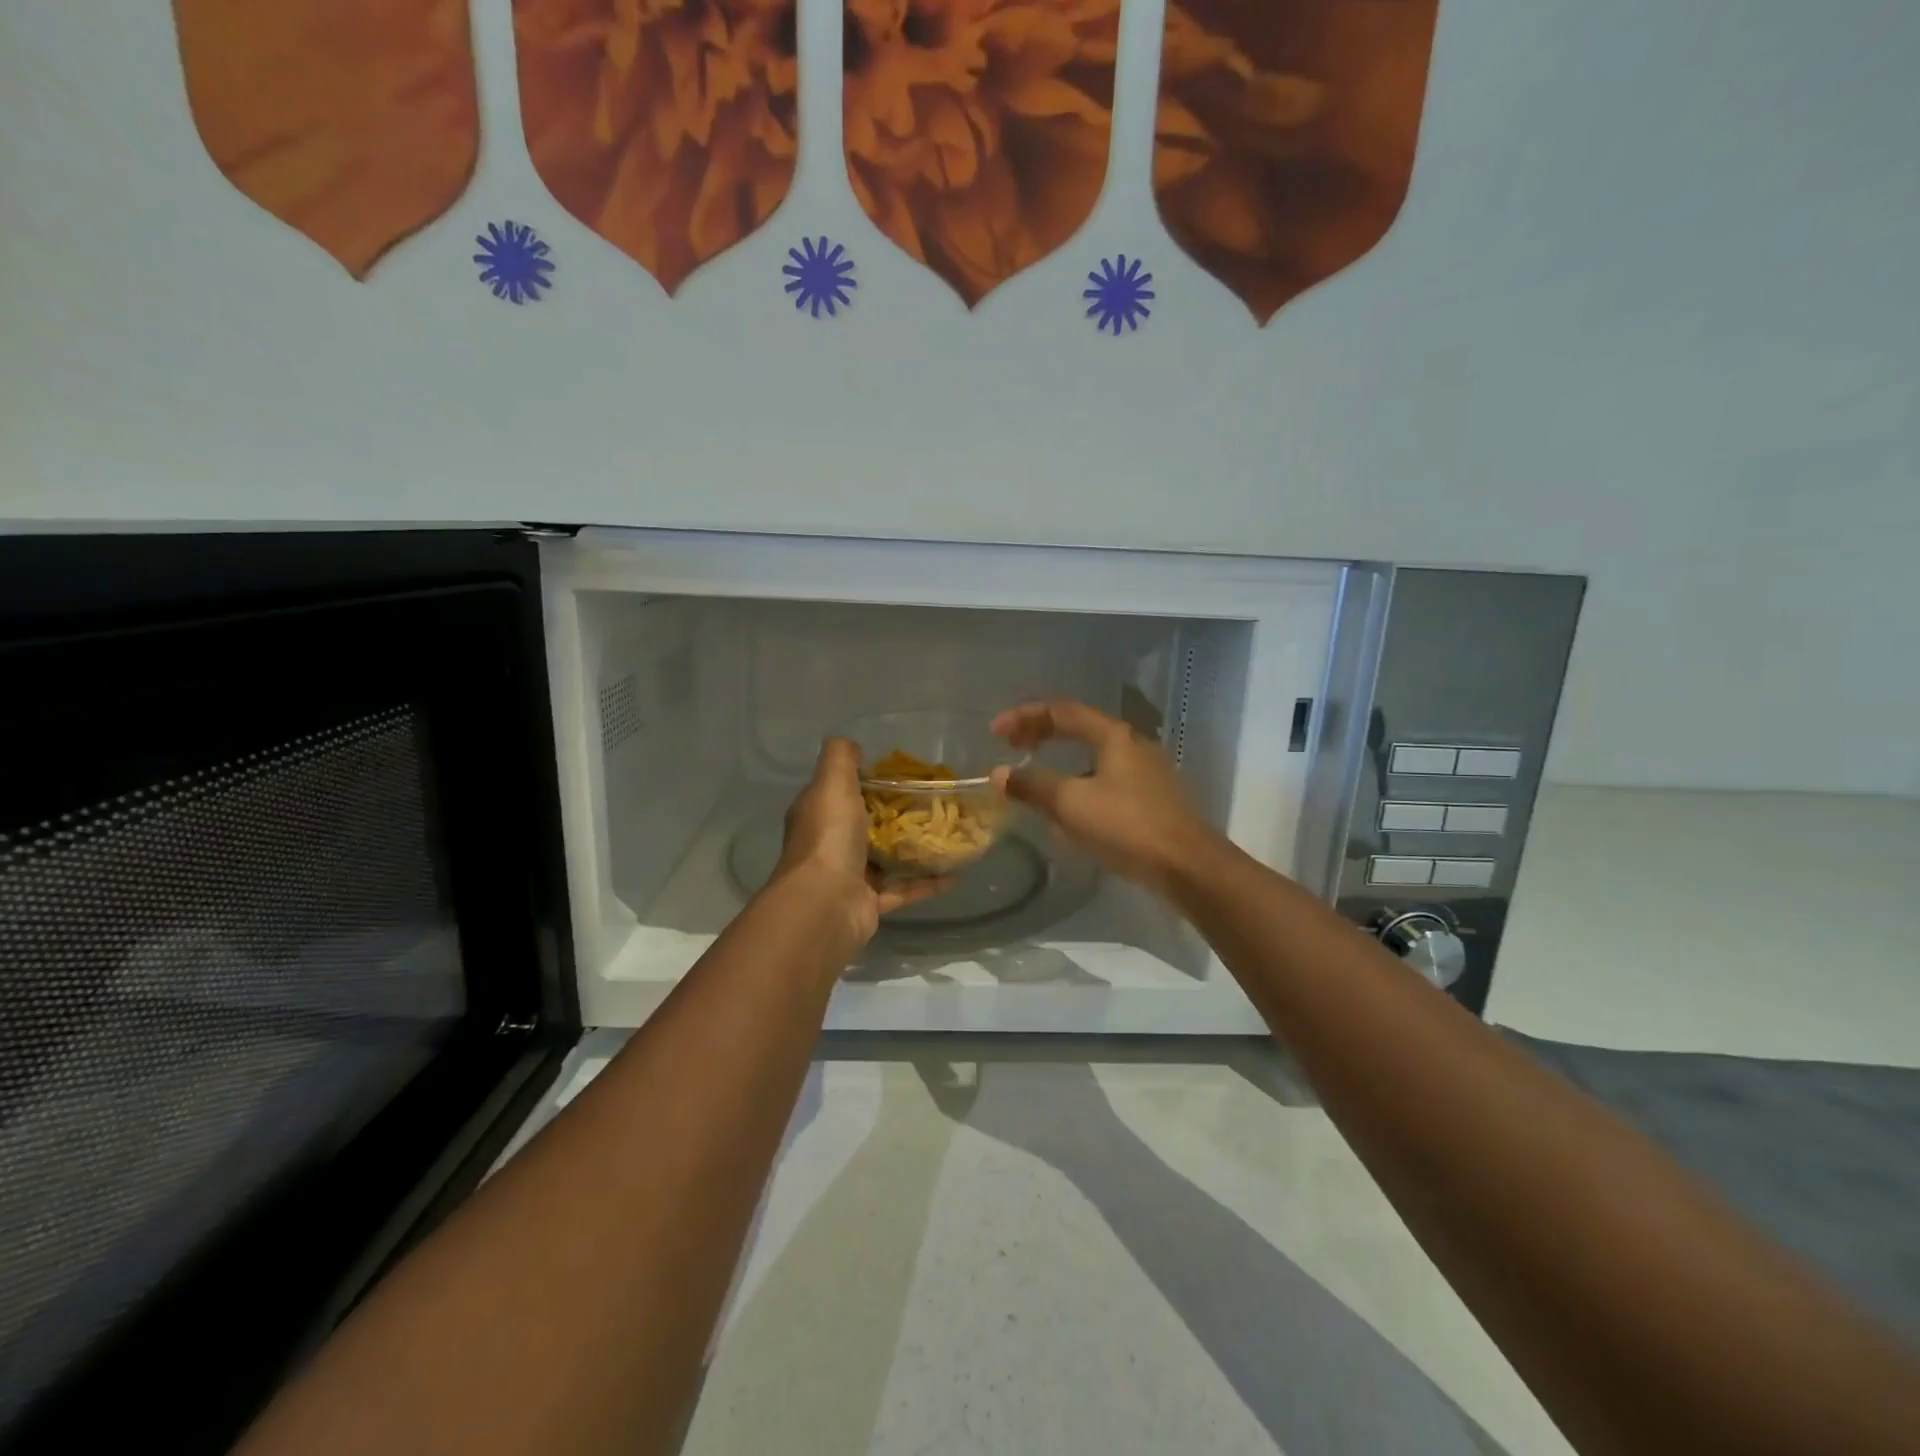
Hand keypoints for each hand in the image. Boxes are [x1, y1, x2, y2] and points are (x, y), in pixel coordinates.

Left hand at [777, 737, 949, 941]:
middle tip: (934, 801)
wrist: (826, 904)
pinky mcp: (870, 903)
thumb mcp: (832, 783)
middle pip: (866, 824)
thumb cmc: (830, 837)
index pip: (841, 791)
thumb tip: (852, 745)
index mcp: (818, 815)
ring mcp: (851, 876)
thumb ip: (840, 758)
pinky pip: (903, 890)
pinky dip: (927, 883)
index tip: (902, 773)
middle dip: (896, 814)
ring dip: (913, 849)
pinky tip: (955, 874)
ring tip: (948, 835)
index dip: (867, 781)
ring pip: (886, 858)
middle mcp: (831, 844)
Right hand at [990, 700, 1214, 893]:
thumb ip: (1033, 785)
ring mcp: (1146, 773)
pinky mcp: (1152, 799)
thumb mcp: (1071, 804)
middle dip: (1042, 735)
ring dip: (1060, 762)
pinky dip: (1079, 784)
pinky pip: (1105, 781)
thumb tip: (999, 774)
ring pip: (1094, 756)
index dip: (1025, 717)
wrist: (1187, 867)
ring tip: (1035, 779)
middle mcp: (1132, 745)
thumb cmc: (1127, 826)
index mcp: (1114, 736)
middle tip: (1012, 746)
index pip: (1062, 712)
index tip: (995, 732)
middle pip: (1080, 729)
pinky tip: (1069, 812)